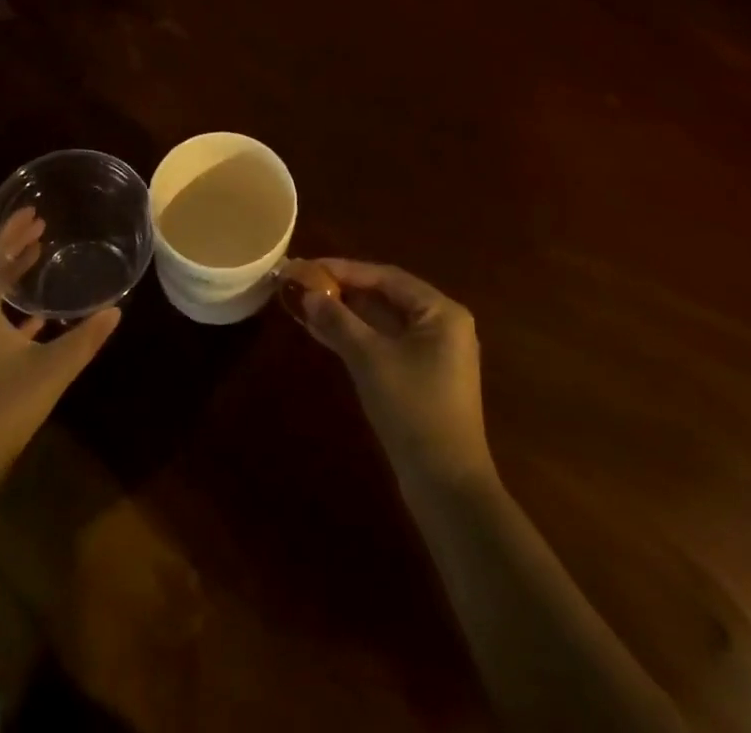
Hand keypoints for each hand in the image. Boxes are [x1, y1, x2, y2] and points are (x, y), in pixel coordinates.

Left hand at [0, 208, 120, 494]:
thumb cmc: (1, 410)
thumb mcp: (51, 370)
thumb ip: (85, 338)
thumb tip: (115, 309)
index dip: (8, 232)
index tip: (32, 212)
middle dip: (10, 247)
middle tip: (40, 227)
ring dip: (8, 275)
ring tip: (36, 257)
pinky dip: (6, 307)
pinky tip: (33, 317)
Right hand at [284, 259, 495, 493]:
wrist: (446, 486)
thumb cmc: (413, 409)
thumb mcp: (370, 359)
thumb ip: (338, 321)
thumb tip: (308, 294)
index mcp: (440, 312)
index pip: (386, 277)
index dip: (344, 269)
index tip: (308, 266)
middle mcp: (442, 325)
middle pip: (385, 296)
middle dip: (343, 290)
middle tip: (303, 282)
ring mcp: (433, 353)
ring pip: (382, 321)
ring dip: (346, 314)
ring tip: (305, 303)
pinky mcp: (421, 377)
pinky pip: (384, 343)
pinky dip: (356, 336)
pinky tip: (324, 332)